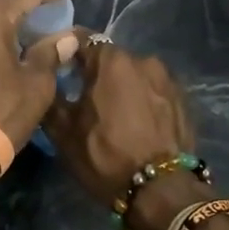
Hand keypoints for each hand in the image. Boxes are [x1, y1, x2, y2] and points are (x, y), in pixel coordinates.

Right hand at [43, 36, 194, 205]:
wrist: (162, 190)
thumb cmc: (105, 155)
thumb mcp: (63, 131)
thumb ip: (50, 96)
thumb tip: (44, 79)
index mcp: (112, 61)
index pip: (81, 39)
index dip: (64, 50)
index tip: (55, 66)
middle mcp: (143, 60)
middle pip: (110, 58)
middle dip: (94, 72)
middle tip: (81, 95)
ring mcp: (168, 79)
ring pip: (133, 75)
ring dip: (120, 86)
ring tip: (111, 113)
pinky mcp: (183, 100)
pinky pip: (153, 91)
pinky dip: (141, 100)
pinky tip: (135, 123)